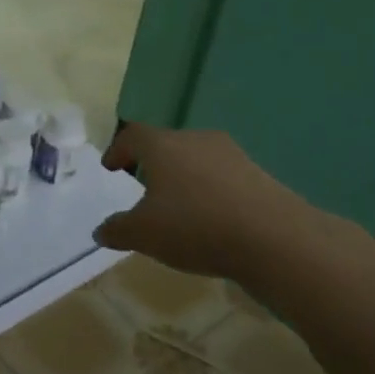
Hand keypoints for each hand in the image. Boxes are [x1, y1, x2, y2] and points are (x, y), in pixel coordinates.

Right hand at [94, 123, 343, 280]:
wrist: (273, 238)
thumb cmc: (195, 226)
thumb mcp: (144, 234)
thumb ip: (117, 230)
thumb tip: (100, 231)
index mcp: (162, 145)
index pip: (132, 135)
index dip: (118, 149)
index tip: (110, 167)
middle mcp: (196, 140)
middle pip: (166, 143)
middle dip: (151, 163)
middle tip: (142, 186)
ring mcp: (231, 154)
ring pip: (196, 159)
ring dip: (183, 177)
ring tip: (178, 205)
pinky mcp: (257, 173)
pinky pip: (222, 176)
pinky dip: (209, 191)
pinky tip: (211, 218)